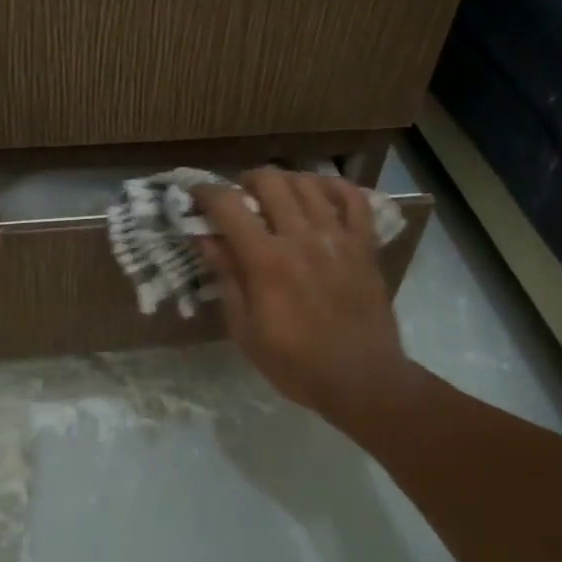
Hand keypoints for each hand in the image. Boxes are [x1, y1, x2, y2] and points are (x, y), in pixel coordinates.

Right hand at [192, 169, 416, 427]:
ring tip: (277, 199)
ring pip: (308, 183)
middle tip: (240, 201)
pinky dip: (334, 188)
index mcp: (266, 261)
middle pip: (270, 181)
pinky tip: (319, 196)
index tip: (196, 197)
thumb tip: (205, 238)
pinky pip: (353, 198)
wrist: (362, 380)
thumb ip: (226, 277)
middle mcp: (301, 237)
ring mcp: (338, 237)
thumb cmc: (295, 363)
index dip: (206, 193)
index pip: (229, 205)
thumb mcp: (245, 329)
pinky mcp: (365, 244)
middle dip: (246, 182)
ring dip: (285, 183)